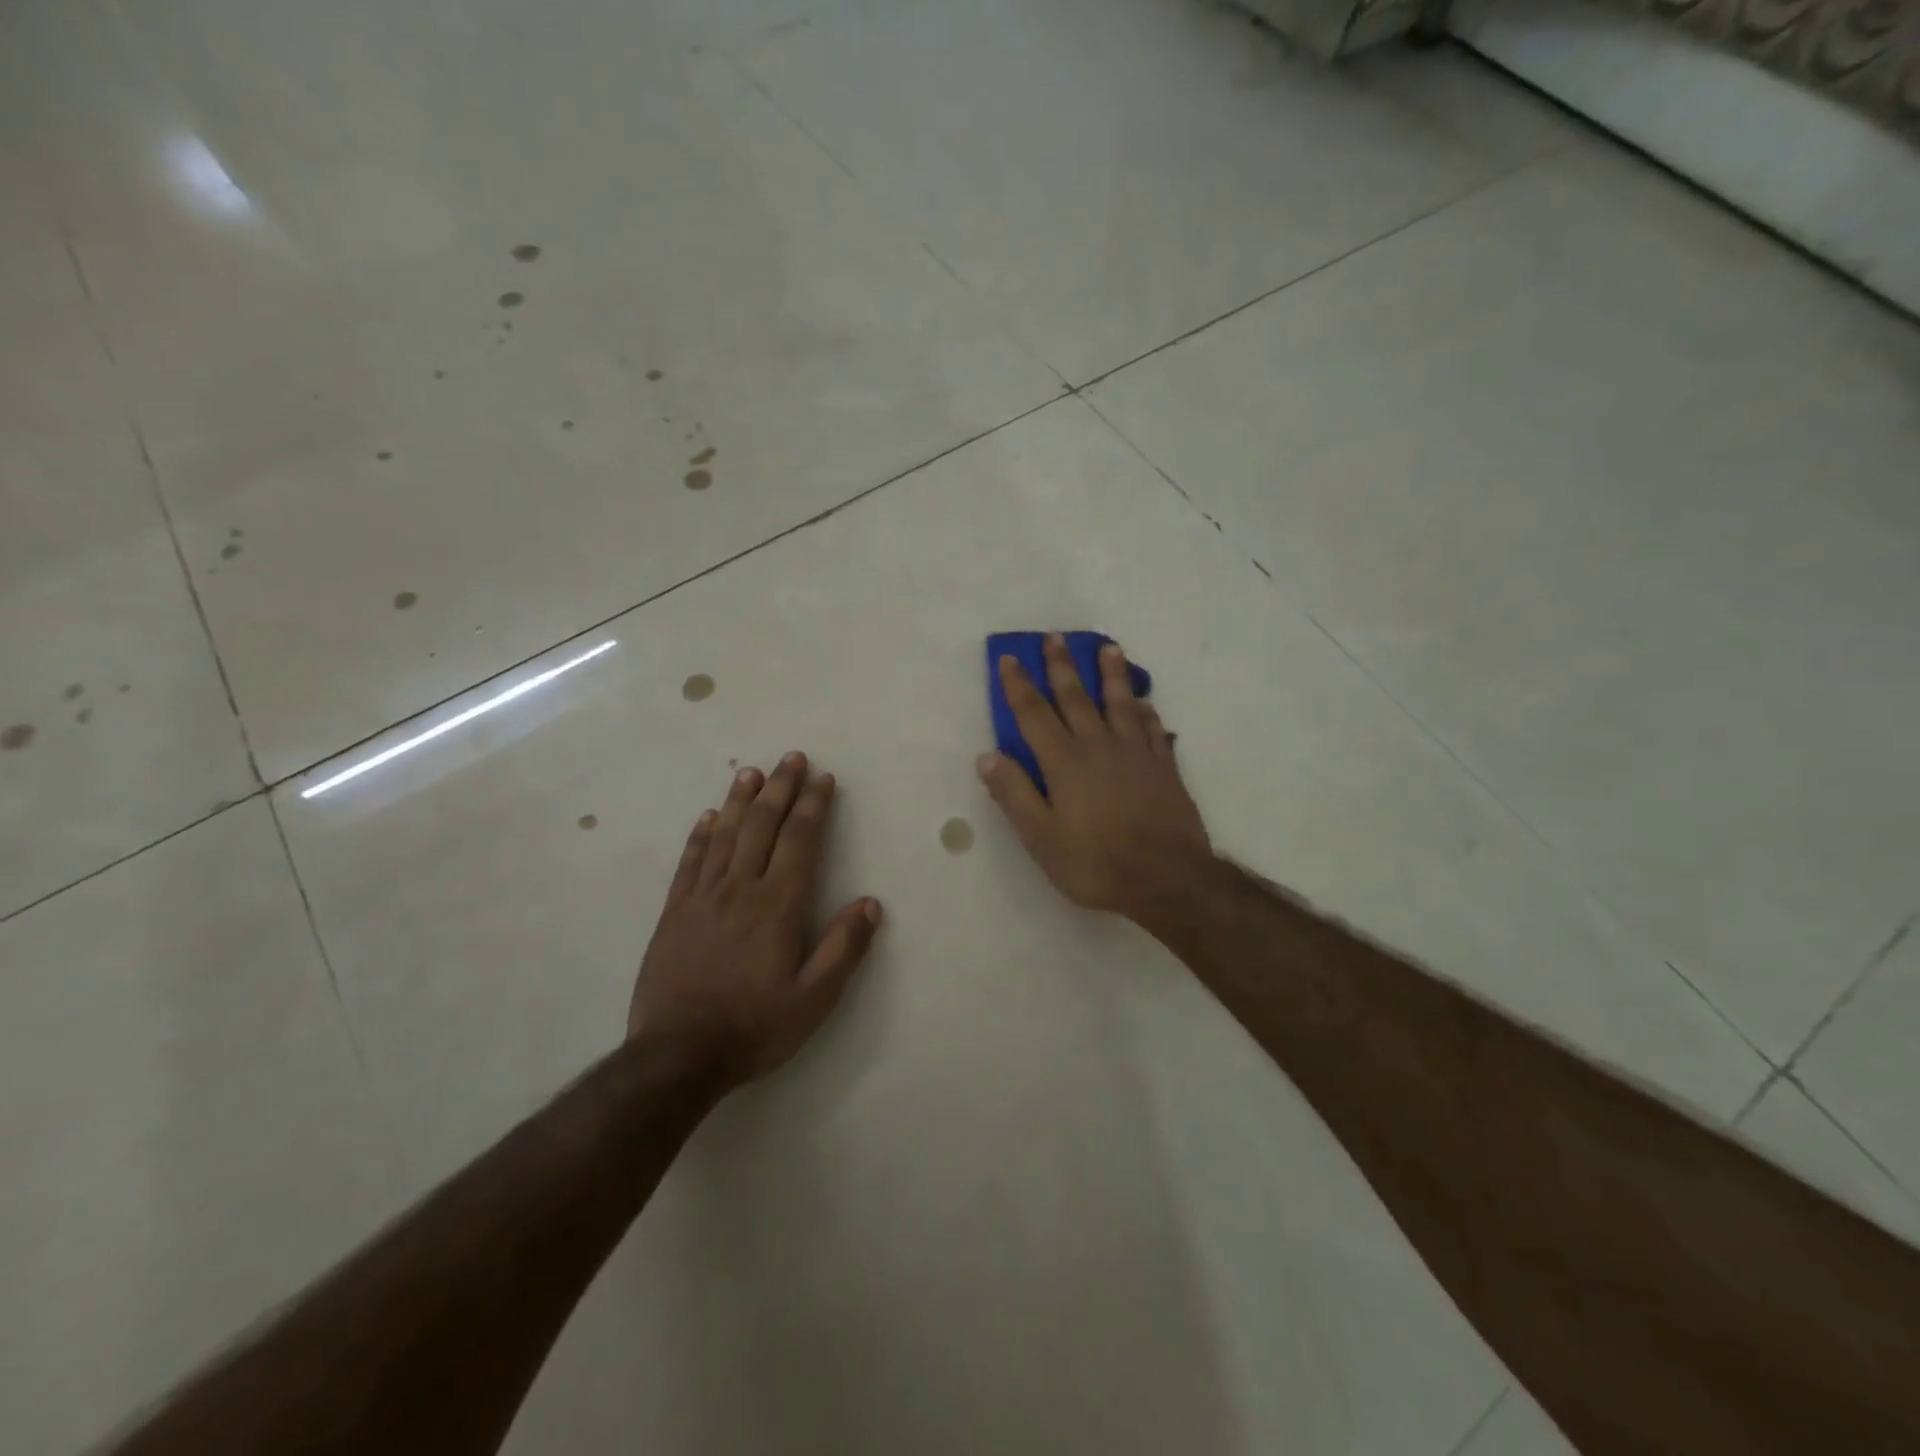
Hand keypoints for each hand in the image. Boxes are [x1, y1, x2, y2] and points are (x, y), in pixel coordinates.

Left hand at [631, 753, 881, 1085]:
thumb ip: (843, 948)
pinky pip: (690, 862)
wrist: (677, 1056)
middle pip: (762, 826)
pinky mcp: (674, 912)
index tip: (823, 778)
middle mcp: (740, 889)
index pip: (800, 841)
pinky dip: (701, 835)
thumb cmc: (754, 1027)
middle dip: (780, 789)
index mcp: (777, 905)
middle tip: (791, 758)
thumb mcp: (813, 999)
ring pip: (724, 835)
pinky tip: (708, 817)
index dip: (813, 806)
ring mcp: (702, 897)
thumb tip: (870, 903)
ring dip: (740, 800)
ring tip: (751, 772)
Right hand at [977, 636, 1212, 920]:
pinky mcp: (1164, 766)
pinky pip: (1153, 728)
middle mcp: (1098, 746)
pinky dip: (1146, 711)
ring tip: (1108, 647)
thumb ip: (1014, 794)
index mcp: (1064, 762)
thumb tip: (987, 756)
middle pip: (1076, 697)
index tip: (1009, 658)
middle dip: (1062, 666)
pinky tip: (1144, 702)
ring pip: (1120, 703)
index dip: (1019, 685)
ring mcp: (1136, 753)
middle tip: (1055, 637)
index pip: (1034, 714)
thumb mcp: (1041, 838)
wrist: (1167, 878)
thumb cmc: (1096, 862)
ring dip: (1111, 673)